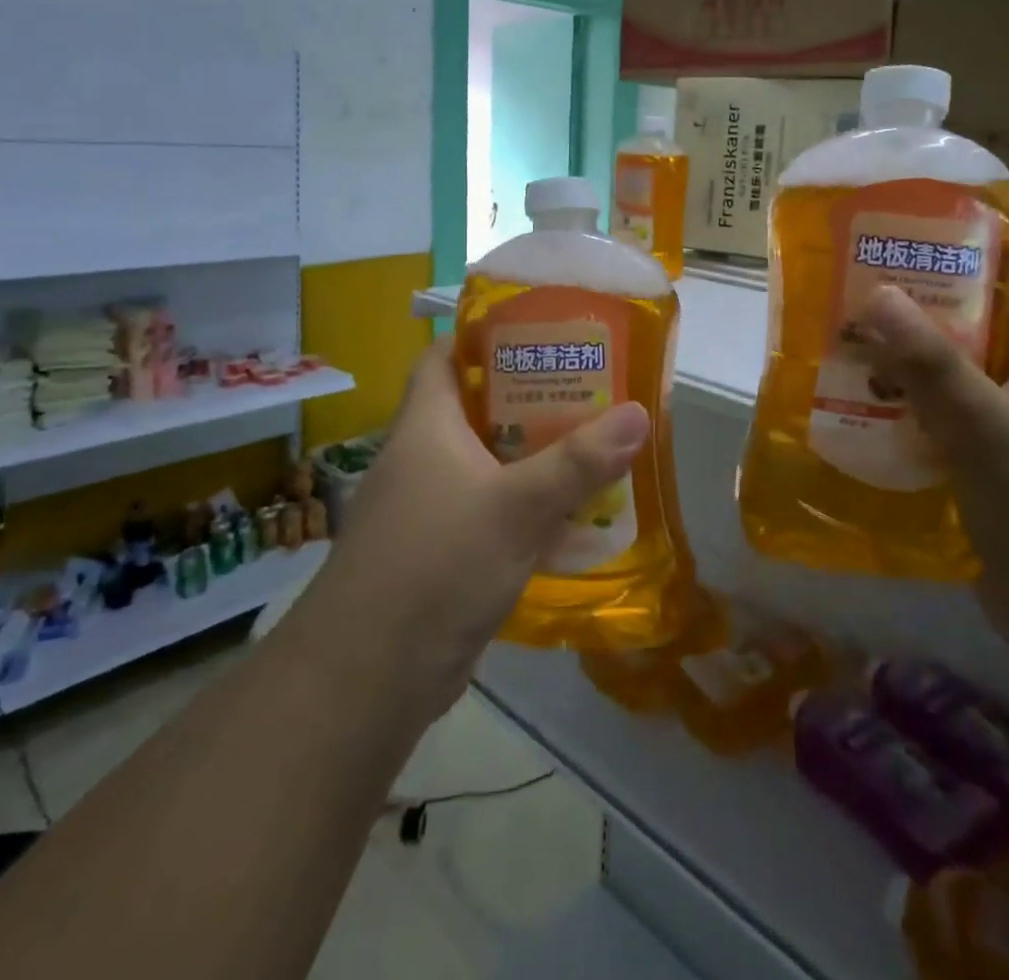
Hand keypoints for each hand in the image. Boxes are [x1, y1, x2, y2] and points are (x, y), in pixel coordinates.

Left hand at [310, 341, 649, 724]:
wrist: (370, 677)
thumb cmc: (436, 564)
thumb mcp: (516, 505)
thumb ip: (578, 462)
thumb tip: (639, 414)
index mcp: (426, 425)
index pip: (445, 356)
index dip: (485, 336)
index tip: (540, 331)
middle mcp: (423, 458)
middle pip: (479, 408)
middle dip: (531, 397)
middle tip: (589, 386)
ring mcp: (431, 507)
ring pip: (490, 463)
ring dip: (535, 455)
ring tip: (594, 442)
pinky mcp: (444, 552)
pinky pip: (493, 511)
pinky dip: (528, 507)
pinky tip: (574, 515)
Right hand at [855, 258, 1008, 681]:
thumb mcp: (992, 428)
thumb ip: (931, 362)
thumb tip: (875, 292)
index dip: (953, 247)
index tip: (886, 239)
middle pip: (968, 323)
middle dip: (908, 312)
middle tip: (838, 298)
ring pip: (949, 378)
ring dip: (897, 369)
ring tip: (831, 353)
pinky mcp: (993, 471)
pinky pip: (942, 427)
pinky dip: (903, 418)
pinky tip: (851, 418)